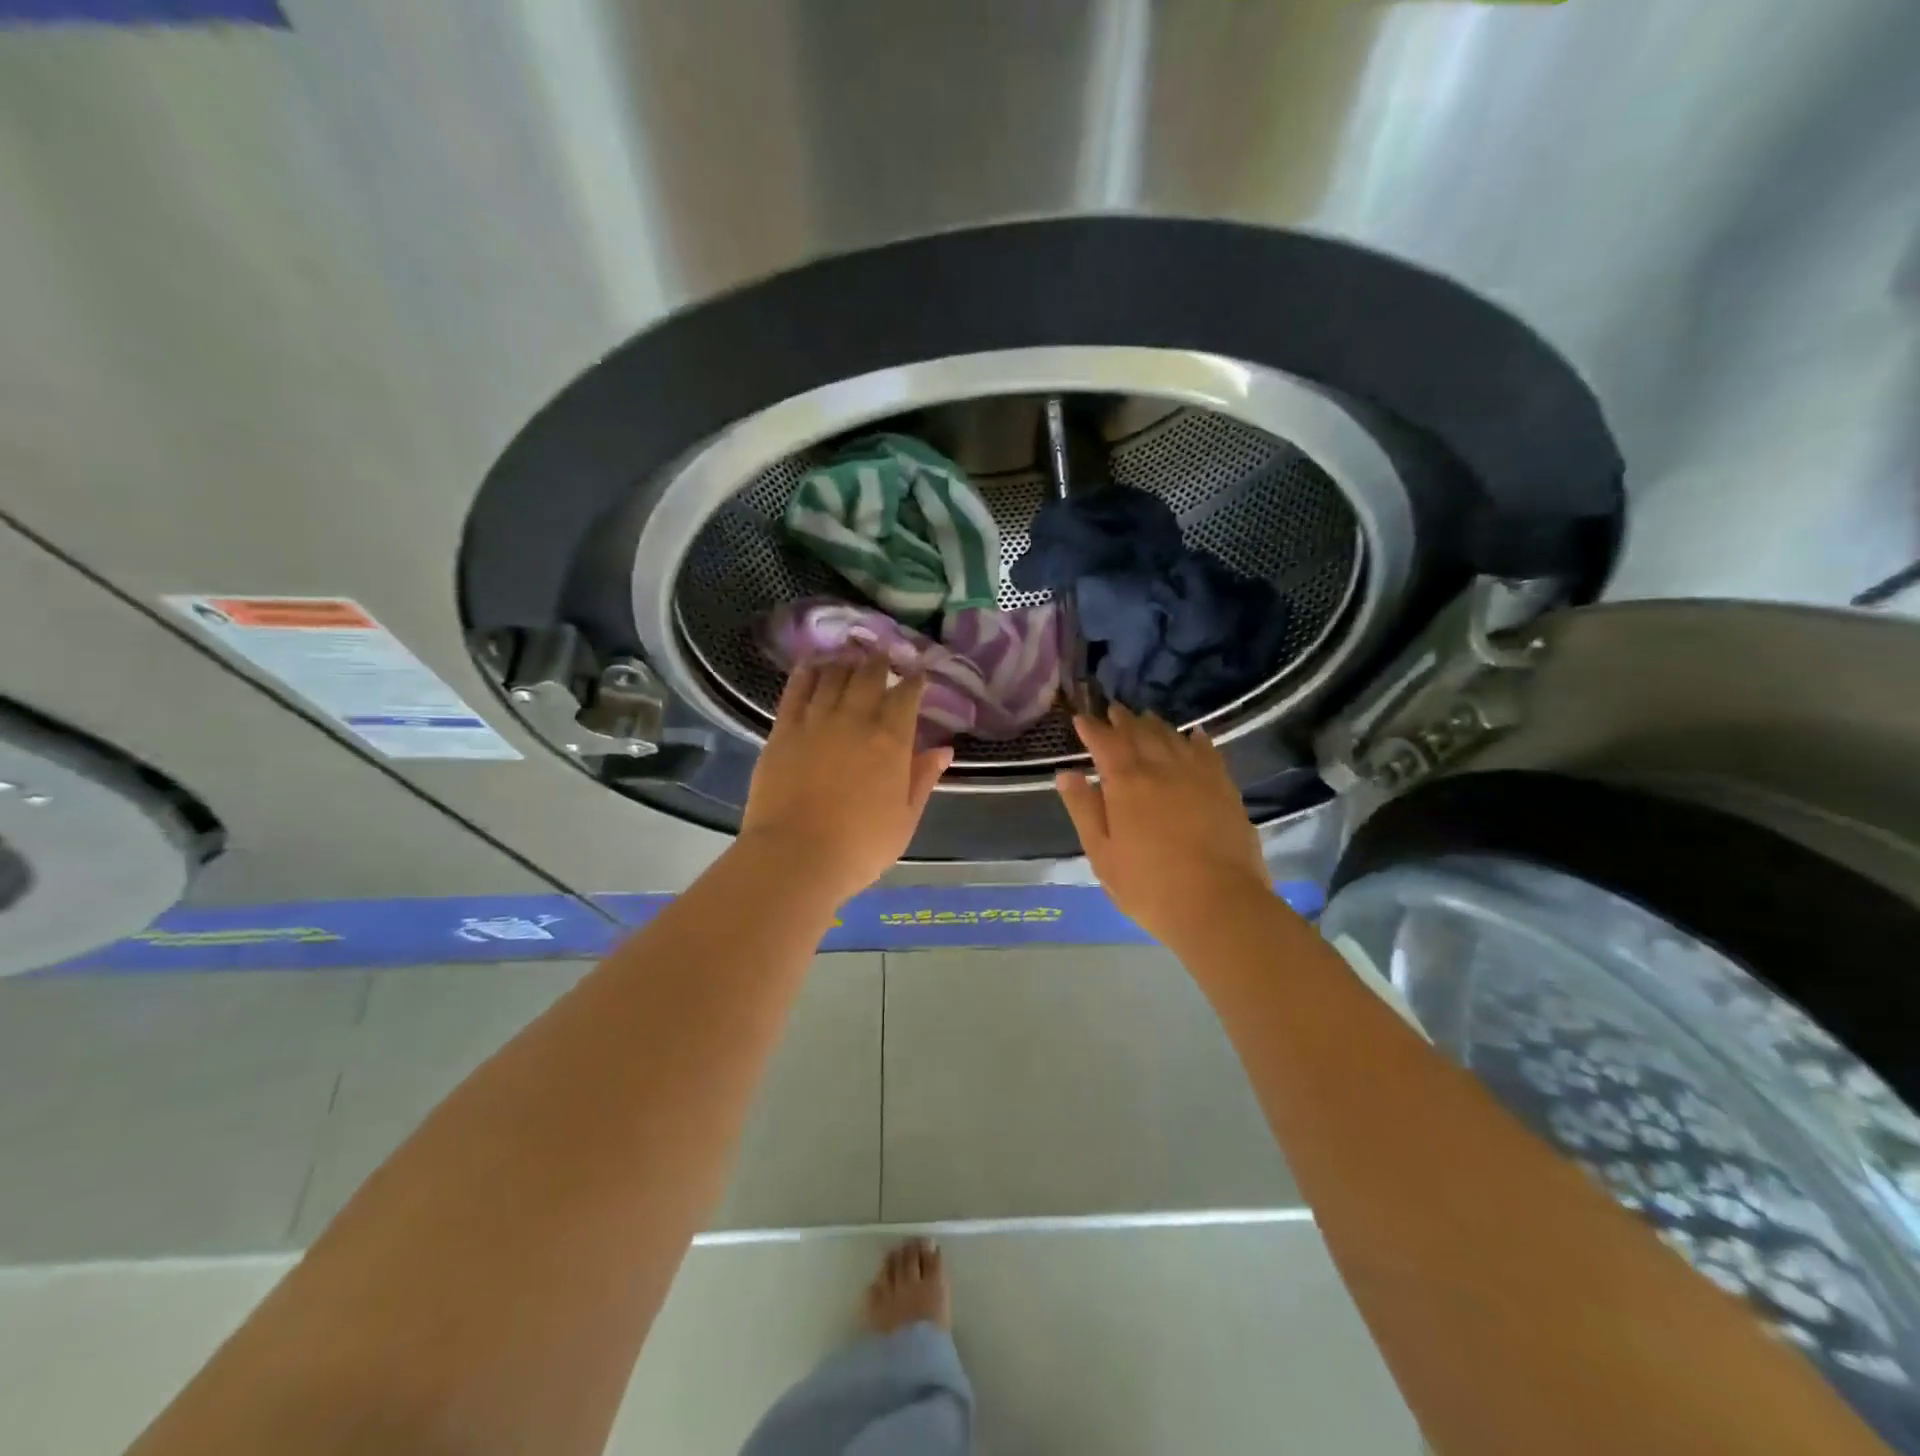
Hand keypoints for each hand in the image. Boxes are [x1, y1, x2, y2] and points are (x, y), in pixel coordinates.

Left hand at [739, 658, 951, 904]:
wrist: (797, 856)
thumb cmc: (861, 846)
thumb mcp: (905, 818)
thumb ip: (923, 778)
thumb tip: (944, 749)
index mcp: (890, 741)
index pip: (906, 696)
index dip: (914, 681)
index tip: (918, 673)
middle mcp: (855, 720)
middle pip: (868, 676)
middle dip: (879, 661)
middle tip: (883, 654)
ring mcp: (815, 721)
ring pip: (833, 676)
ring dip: (845, 662)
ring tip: (851, 655)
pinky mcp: (783, 730)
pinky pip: (796, 690)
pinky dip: (806, 673)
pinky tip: (812, 665)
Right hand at [1056, 705, 1272, 948]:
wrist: (1218, 904)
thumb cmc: (1149, 886)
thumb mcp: (1102, 854)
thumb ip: (1084, 809)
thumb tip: (1066, 774)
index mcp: (1126, 783)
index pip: (1105, 743)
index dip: (1091, 728)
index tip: (1082, 718)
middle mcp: (1161, 768)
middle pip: (1140, 733)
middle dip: (1123, 720)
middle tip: (1114, 710)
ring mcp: (1197, 775)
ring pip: (1172, 737)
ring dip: (1155, 725)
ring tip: (1146, 718)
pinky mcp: (1224, 788)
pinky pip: (1208, 751)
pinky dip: (1196, 739)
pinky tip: (1194, 735)